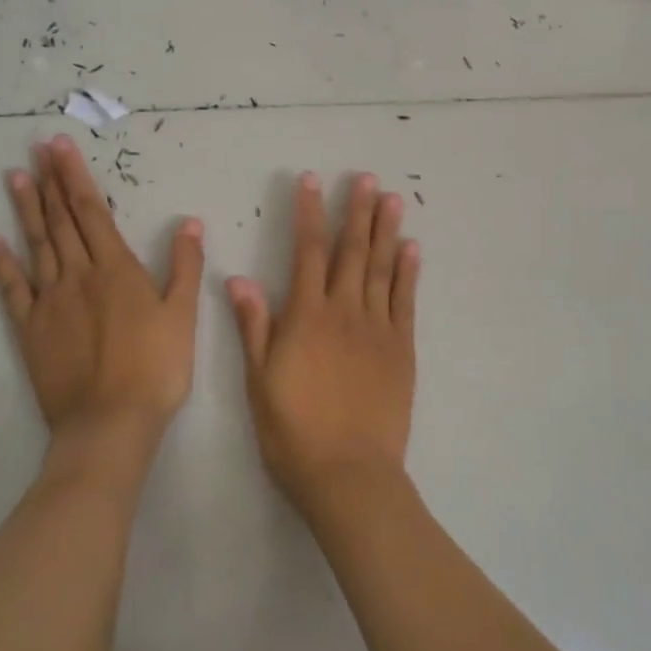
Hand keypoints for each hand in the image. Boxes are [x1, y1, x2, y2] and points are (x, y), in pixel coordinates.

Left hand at [0, 135, 203, 448]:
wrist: (110, 422)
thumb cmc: (156, 368)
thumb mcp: (183, 315)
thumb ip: (185, 266)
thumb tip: (191, 223)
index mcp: (117, 269)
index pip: (92, 211)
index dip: (76, 177)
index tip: (61, 147)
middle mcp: (78, 275)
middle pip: (61, 220)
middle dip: (50, 181)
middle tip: (37, 148)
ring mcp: (50, 301)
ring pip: (36, 245)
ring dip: (26, 209)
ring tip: (16, 177)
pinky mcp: (30, 329)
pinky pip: (12, 288)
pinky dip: (1, 262)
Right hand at [226, 172, 419, 514]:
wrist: (348, 472)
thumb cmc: (293, 431)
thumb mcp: (259, 381)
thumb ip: (253, 326)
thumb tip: (238, 278)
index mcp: (306, 317)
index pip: (307, 252)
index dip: (309, 213)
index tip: (311, 181)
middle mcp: (344, 311)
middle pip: (351, 251)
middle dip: (356, 211)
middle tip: (366, 178)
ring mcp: (378, 328)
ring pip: (381, 268)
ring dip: (386, 230)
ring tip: (392, 198)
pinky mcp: (402, 348)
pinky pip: (405, 300)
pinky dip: (409, 271)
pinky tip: (412, 248)